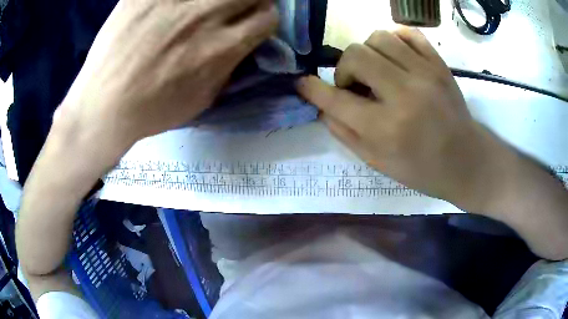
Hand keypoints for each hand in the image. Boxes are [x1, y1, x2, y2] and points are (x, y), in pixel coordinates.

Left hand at [57, 0, 277, 159]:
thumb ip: (229, 66)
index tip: (253, 22)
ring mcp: (172, 0)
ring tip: (203, 9)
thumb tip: (242, 45)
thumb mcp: (203, 99)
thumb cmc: (153, 110)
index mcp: (222, 46)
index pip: (268, 17)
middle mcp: (204, 15)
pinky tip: (172, 8)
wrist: (104, 107)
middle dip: (250, 0)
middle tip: (234, 8)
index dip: (264, 19)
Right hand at [298, 28, 503, 210]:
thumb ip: (345, 133)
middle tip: (355, 84)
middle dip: (345, 68)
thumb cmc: (422, 169)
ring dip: (368, 52)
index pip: (335, 98)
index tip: (303, 83)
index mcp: (386, 128)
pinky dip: (395, 39)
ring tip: (376, 70)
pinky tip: (396, 56)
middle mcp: (404, 94)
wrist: (467, 160)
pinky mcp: (440, 64)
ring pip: (379, 37)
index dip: (312, 88)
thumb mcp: (379, 163)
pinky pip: (408, 33)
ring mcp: (426, 74)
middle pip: (356, 54)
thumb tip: (323, 105)